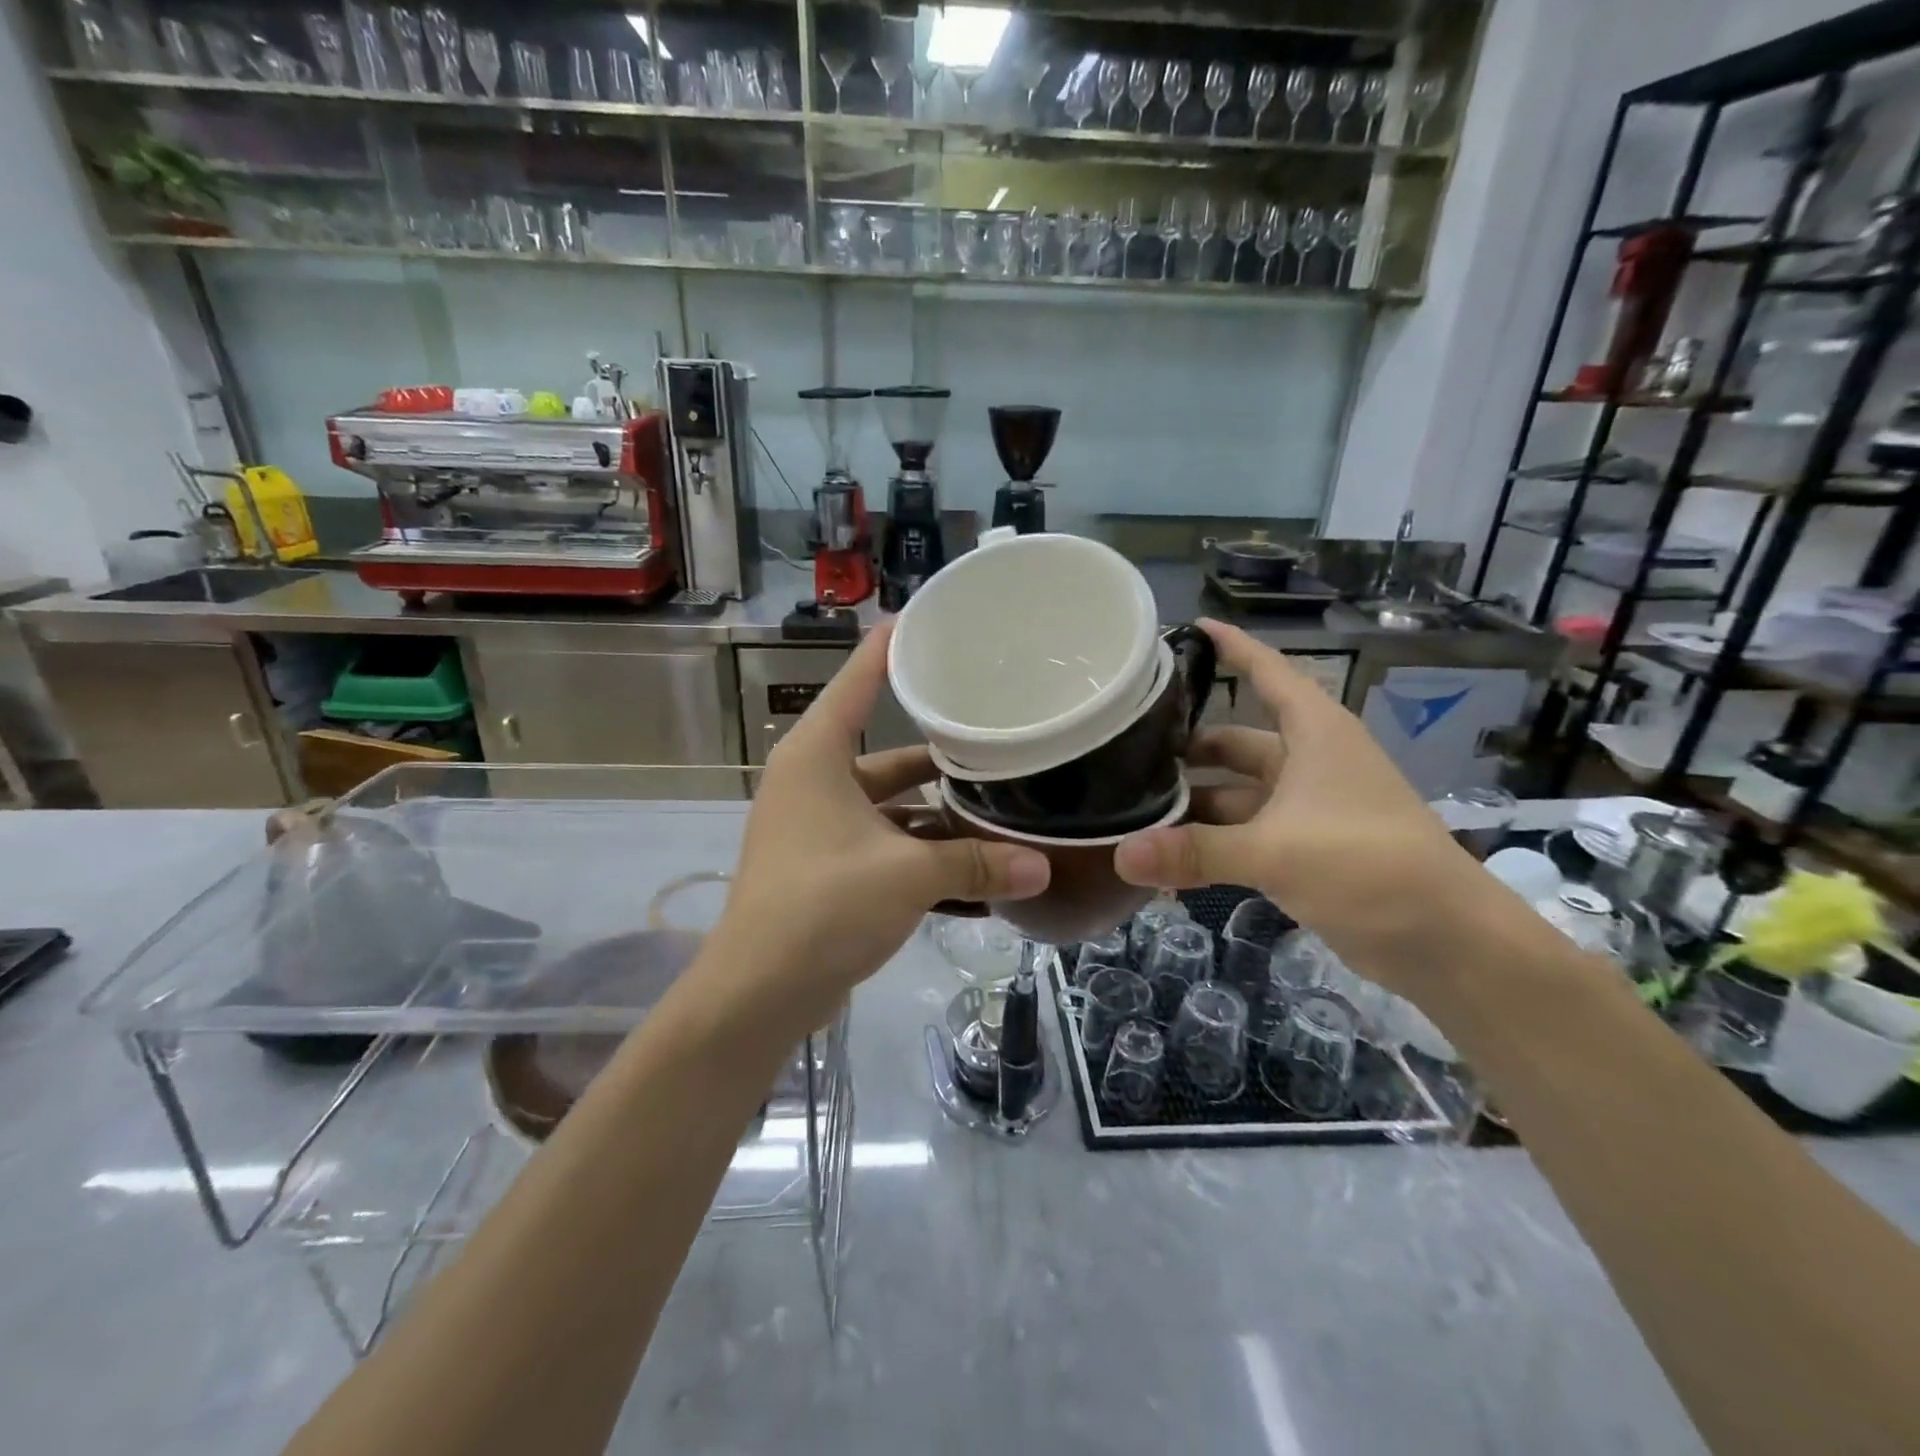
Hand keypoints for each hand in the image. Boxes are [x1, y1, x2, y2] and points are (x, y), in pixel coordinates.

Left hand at [707, 622, 1050, 1038]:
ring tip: (1001, 805)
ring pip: (892, 806)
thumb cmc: (822, 906)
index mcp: (817, 757)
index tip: (928, 620)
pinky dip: (923, 854)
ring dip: (939, 814)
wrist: (757, 992)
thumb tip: (1044, 867)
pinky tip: (975, 866)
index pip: (858, 682)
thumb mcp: (906, 876)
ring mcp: (820, 828)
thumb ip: (976, 864)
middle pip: (889, 752)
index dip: (891, 649)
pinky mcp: (830, 868)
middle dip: (942, 753)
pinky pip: (886, 846)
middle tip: (998, 733)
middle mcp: (815, 782)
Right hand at [1114, 619, 1486, 991]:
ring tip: (1132, 809)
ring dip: (1193, 804)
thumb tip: (1120, 855)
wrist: (1446, 941)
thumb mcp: (1276, 852)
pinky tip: (1164, 860)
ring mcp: (1304, 809)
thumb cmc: (1369, 866)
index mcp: (1314, 734)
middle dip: (1187, 748)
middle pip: (1236, 741)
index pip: (1268, 673)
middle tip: (1126, 750)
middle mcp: (1307, 762)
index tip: (1188, 627)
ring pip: (1234, 794)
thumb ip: (1196, 852)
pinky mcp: (1302, 850)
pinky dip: (1209, 845)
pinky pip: (1242, 836)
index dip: (1232, 648)